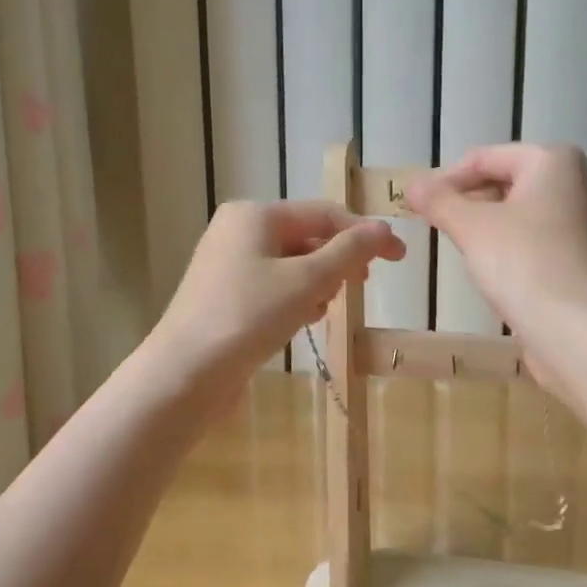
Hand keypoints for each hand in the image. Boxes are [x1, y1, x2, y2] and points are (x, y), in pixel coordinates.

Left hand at [150, 199, 404, 393]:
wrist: (186, 373)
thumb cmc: (249, 316)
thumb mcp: (307, 280)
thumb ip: (349, 251)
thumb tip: (382, 229)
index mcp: (255, 215)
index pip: (324, 213)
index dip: (365, 233)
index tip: (400, 257)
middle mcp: (238, 231)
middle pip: (307, 237)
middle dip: (338, 261)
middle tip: (361, 286)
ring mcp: (227, 264)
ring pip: (291, 265)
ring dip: (317, 283)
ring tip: (323, 309)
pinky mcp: (225, 296)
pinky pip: (273, 286)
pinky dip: (294, 299)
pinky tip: (301, 321)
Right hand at [406, 144, 586, 347]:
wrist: (578, 330)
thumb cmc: (523, 263)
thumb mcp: (471, 227)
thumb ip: (439, 202)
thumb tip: (413, 187)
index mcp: (554, 161)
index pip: (486, 158)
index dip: (446, 179)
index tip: (418, 205)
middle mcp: (578, 183)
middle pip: (507, 181)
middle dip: (468, 200)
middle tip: (436, 224)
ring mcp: (586, 223)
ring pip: (523, 212)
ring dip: (488, 224)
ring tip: (459, 246)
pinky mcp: (585, 258)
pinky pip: (539, 239)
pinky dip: (512, 246)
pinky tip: (492, 270)